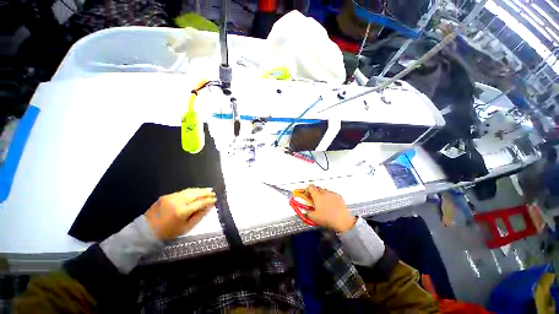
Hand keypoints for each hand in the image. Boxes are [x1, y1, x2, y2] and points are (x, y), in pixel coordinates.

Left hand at [144, 188, 216, 240]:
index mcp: (182, 211)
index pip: (200, 203)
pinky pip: (182, 192)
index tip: (215, 200)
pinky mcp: (166, 195)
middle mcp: (178, 201)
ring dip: (200, 190)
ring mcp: (171, 197)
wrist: (146, 230)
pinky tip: (196, 192)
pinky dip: (191, 191)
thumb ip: (199, 216)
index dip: (209, 201)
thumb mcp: (186, 227)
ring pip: (190, 190)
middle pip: (196, 194)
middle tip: (213, 192)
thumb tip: (209, 207)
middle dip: (206, 193)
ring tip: (208, 190)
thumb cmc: (168, 232)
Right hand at [305, 185, 356, 232]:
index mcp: (317, 196)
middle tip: (313, 199)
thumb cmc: (328, 218)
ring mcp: (332, 194)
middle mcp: (325, 193)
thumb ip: (307, 213)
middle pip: (317, 188)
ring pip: (325, 191)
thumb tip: (305, 212)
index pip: (310, 187)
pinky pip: (332, 194)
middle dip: (314, 192)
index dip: (307, 190)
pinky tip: (330, 204)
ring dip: (322, 194)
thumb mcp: (314, 217)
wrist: (343, 221)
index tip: (306, 195)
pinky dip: (329, 197)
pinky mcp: (339, 197)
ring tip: (322, 202)